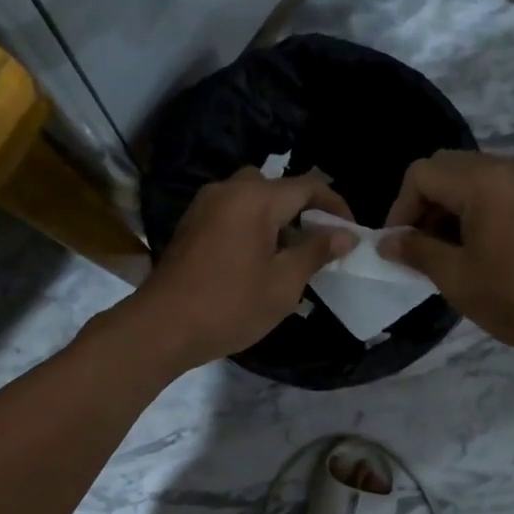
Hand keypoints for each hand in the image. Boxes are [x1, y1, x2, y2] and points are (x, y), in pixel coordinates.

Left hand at [130, 168, 355, 372]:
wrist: (162, 327)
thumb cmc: (229, 307)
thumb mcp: (283, 284)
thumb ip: (316, 251)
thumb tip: (345, 234)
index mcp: (255, 198)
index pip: (307, 185)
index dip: (335, 205)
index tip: (351, 232)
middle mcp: (228, 190)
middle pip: (277, 187)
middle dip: (304, 210)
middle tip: (320, 243)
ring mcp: (204, 205)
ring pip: (252, 198)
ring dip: (277, 218)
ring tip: (291, 254)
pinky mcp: (191, 225)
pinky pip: (232, 212)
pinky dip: (253, 226)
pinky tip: (259, 259)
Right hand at [380, 151, 513, 361]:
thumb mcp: (456, 278)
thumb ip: (416, 251)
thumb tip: (387, 242)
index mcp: (483, 181)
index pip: (422, 174)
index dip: (400, 209)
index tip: (397, 246)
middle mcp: (508, 167)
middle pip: (447, 168)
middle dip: (424, 204)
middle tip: (419, 247)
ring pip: (473, 177)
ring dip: (450, 207)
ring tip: (446, 252)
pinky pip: (499, 189)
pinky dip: (477, 208)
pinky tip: (479, 247)